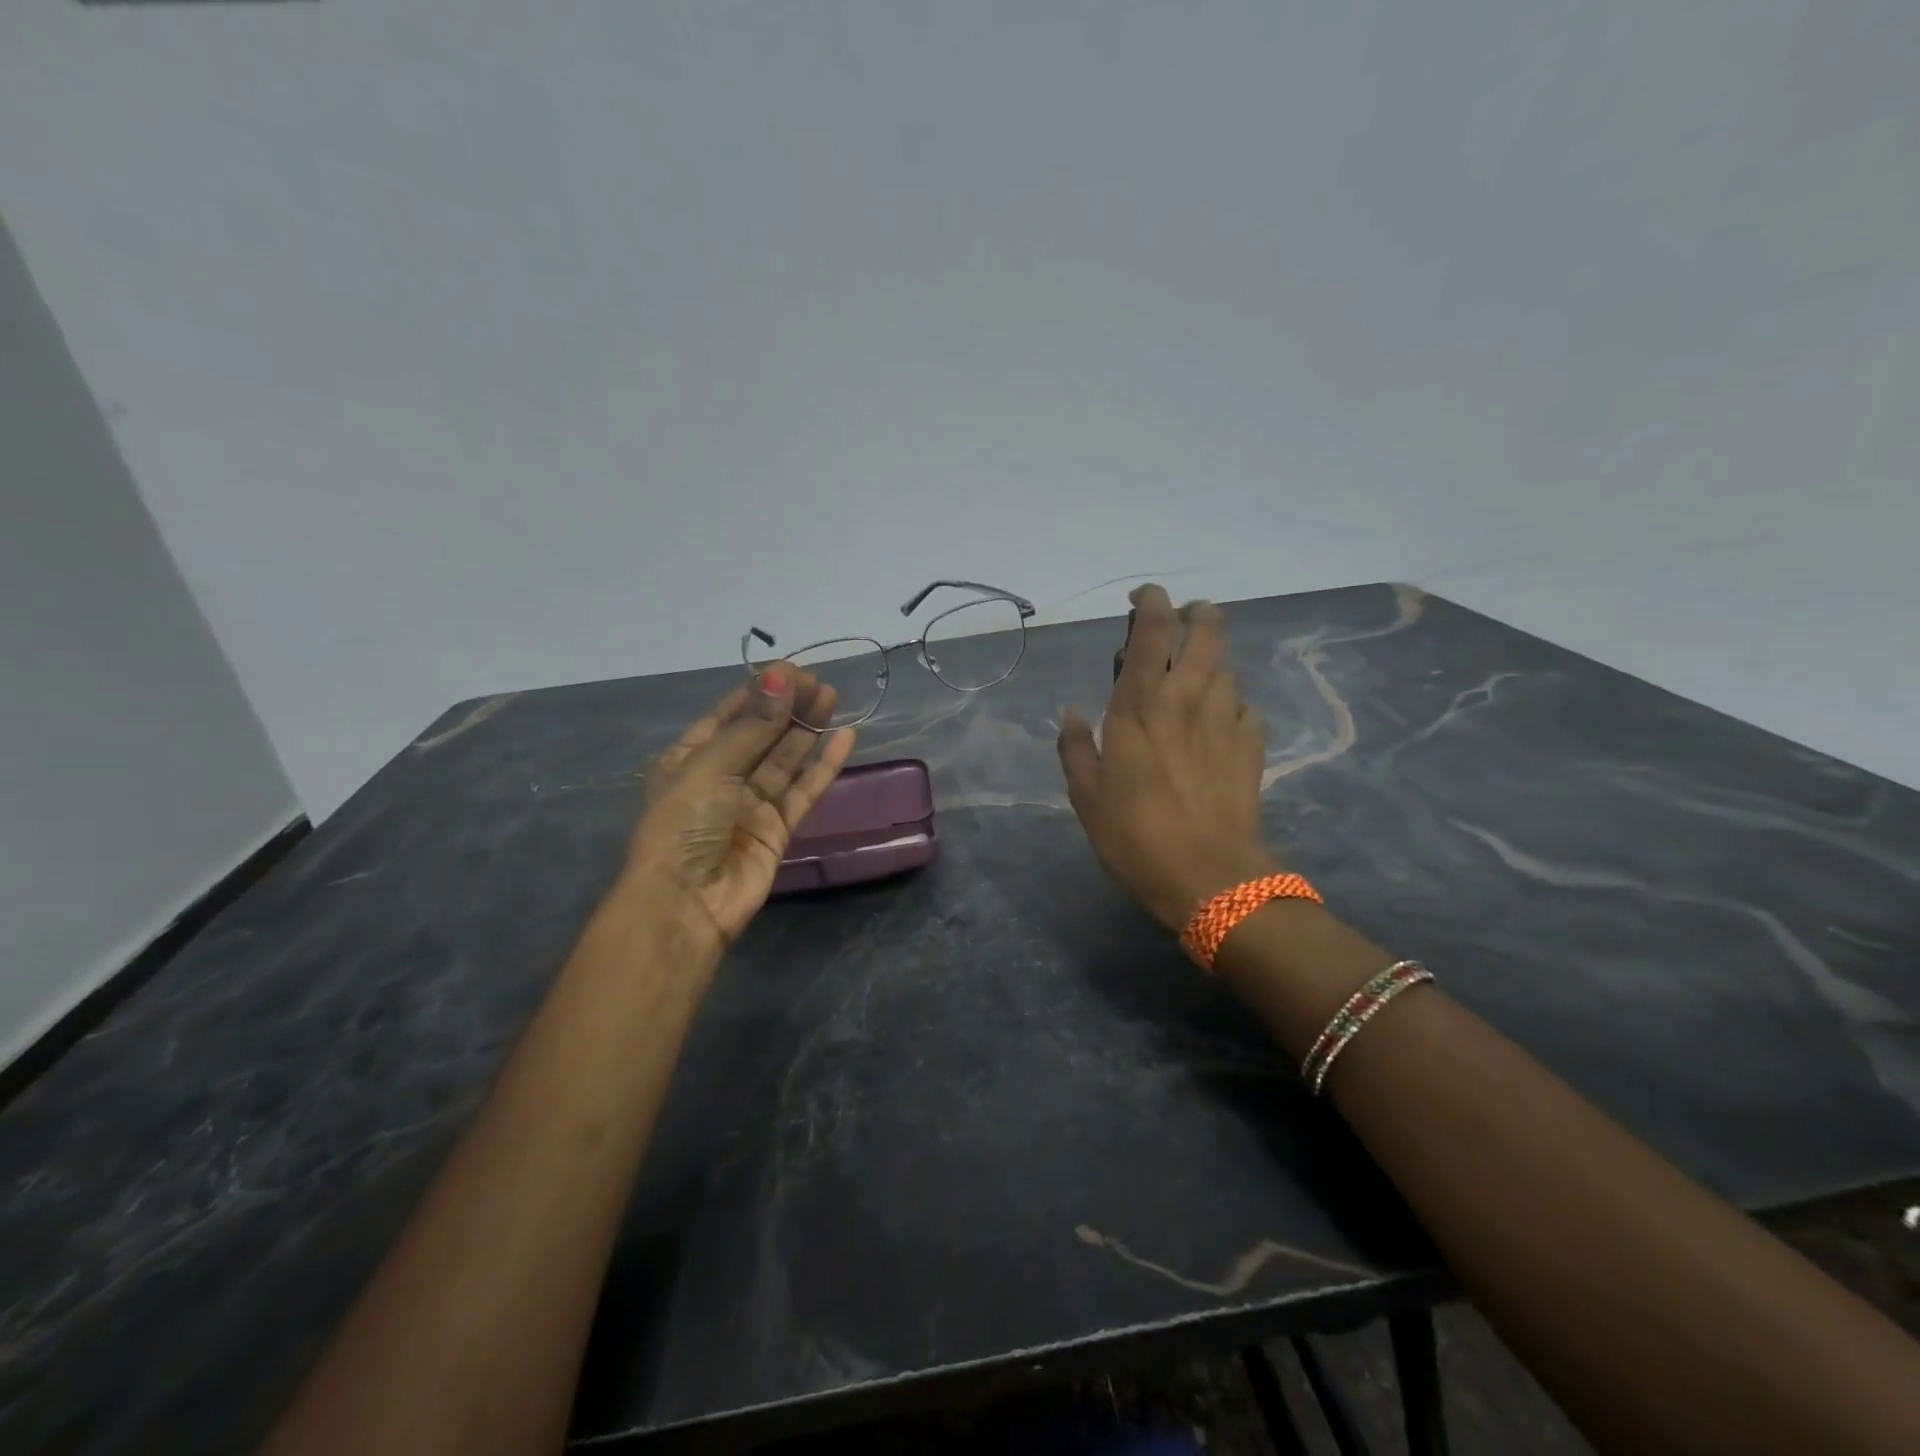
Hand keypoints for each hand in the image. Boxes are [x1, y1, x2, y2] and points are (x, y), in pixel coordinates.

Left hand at [626, 667, 855, 953]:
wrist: (687, 903)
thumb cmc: (684, 824)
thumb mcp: (710, 766)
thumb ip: (752, 726)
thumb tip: (780, 679)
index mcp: (690, 758)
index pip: (729, 715)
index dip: (761, 691)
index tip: (793, 671)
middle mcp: (721, 778)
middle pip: (761, 733)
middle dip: (788, 707)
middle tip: (819, 684)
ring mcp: (751, 805)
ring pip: (785, 759)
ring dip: (807, 729)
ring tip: (832, 698)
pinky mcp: (778, 829)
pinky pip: (804, 790)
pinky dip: (824, 766)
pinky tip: (845, 739)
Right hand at [1057, 585, 1275, 931]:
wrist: (1208, 878)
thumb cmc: (1134, 835)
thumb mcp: (1086, 796)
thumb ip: (1075, 747)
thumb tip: (1070, 713)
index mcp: (1140, 705)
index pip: (1152, 631)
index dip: (1152, 601)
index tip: (1144, 596)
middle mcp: (1187, 700)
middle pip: (1207, 632)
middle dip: (1198, 613)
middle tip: (1184, 620)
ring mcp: (1225, 722)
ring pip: (1228, 670)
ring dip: (1212, 666)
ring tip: (1196, 684)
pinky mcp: (1252, 748)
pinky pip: (1246, 709)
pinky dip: (1232, 706)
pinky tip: (1220, 725)